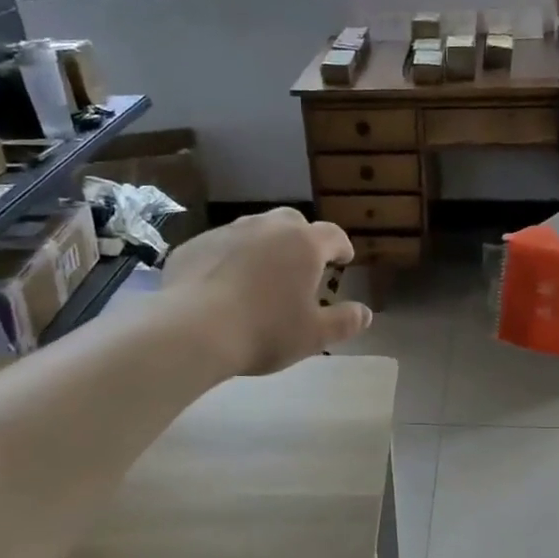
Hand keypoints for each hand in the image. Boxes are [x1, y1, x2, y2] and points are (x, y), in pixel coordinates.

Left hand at [161, 208, 371, 374]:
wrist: (193, 330)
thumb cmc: (265, 331)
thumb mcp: (314, 336)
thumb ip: (344, 322)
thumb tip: (365, 313)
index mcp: (303, 245)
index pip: (333, 235)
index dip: (342, 247)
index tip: (344, 260)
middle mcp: (267, 228)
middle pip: (292, 222)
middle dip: (303, 238)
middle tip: (304, 263)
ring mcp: (226, 232)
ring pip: (254, 229)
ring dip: (265, 245)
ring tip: (263, 272)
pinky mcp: (193, 246)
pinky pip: (220, 246)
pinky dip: (230, 258)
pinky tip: (224, 283)